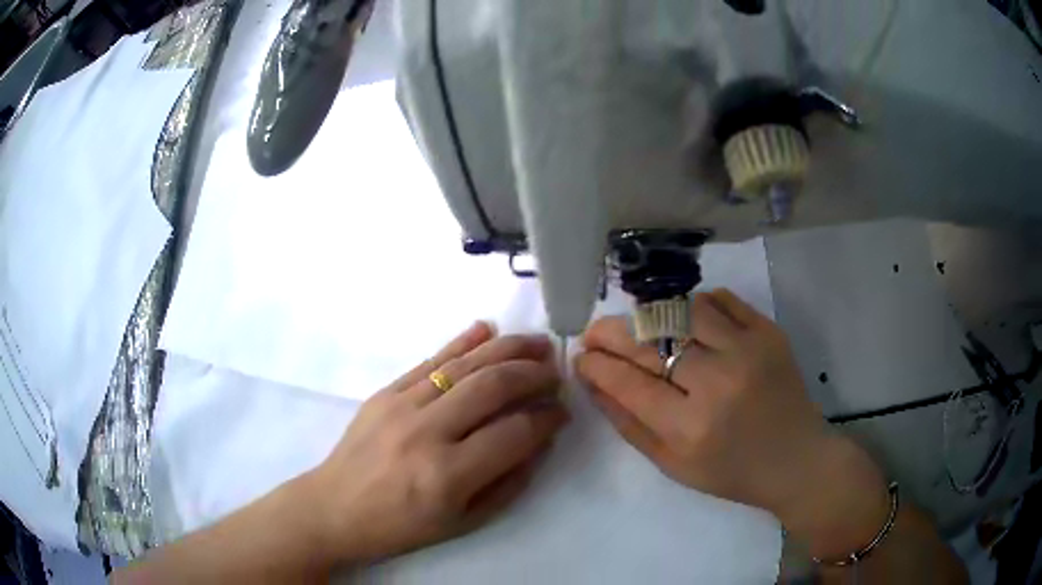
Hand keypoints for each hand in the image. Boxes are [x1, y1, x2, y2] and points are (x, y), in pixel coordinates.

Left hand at [305, 322, 568, 566]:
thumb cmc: (401, 525)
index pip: (515, 433)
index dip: (547, 419)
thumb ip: (508, 483)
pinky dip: (461, 342)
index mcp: (448, 475)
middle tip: (555, 372)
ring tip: (536, 343)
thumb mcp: (463, 522)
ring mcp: (401, 405)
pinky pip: (429, 359)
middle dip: (533, 374)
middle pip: (492, 386)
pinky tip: (486, 329)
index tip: (562, 413)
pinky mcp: (385, 392)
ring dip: (506, 348)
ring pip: (464, 365)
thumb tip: (538, 441)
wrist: (335, 507)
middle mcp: (426, 432)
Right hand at [576, 289, 888, 559]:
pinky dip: (695, 304)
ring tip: (639, 327)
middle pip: (649, 341)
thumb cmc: (731, 472)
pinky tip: (686, 320)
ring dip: (650, 315)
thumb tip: (593, 382)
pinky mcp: (769, 332)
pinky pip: (720, 300)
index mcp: (691, 428)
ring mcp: (748, 350)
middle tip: (596, 334)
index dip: (597, 365)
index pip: (628, 382)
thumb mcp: (673, 465)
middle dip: (610, 333)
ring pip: (681, 310)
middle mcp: (718, 383)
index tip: (581, 357)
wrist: (796, 459)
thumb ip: (629, 424)